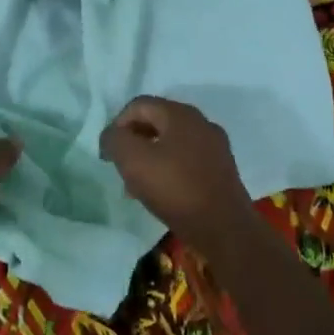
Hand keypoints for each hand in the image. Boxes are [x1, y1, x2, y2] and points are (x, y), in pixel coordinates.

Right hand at [99, 96, 253, 250]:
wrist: (225, 229)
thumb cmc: (176, 189)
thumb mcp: (133, 160)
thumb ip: (115, 140)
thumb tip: (112, 136)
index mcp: (180, 113)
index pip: (139, 105)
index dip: (117, 125)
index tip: (108, 154)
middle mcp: (201, 122)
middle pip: (156, 122)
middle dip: (134, 142)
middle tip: (121, 168)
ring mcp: (215, 146)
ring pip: (171, 143)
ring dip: (150, 158)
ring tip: (137, 186)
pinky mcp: (222, 170)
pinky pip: (187, 160)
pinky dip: (169, 170)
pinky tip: (162, 194)